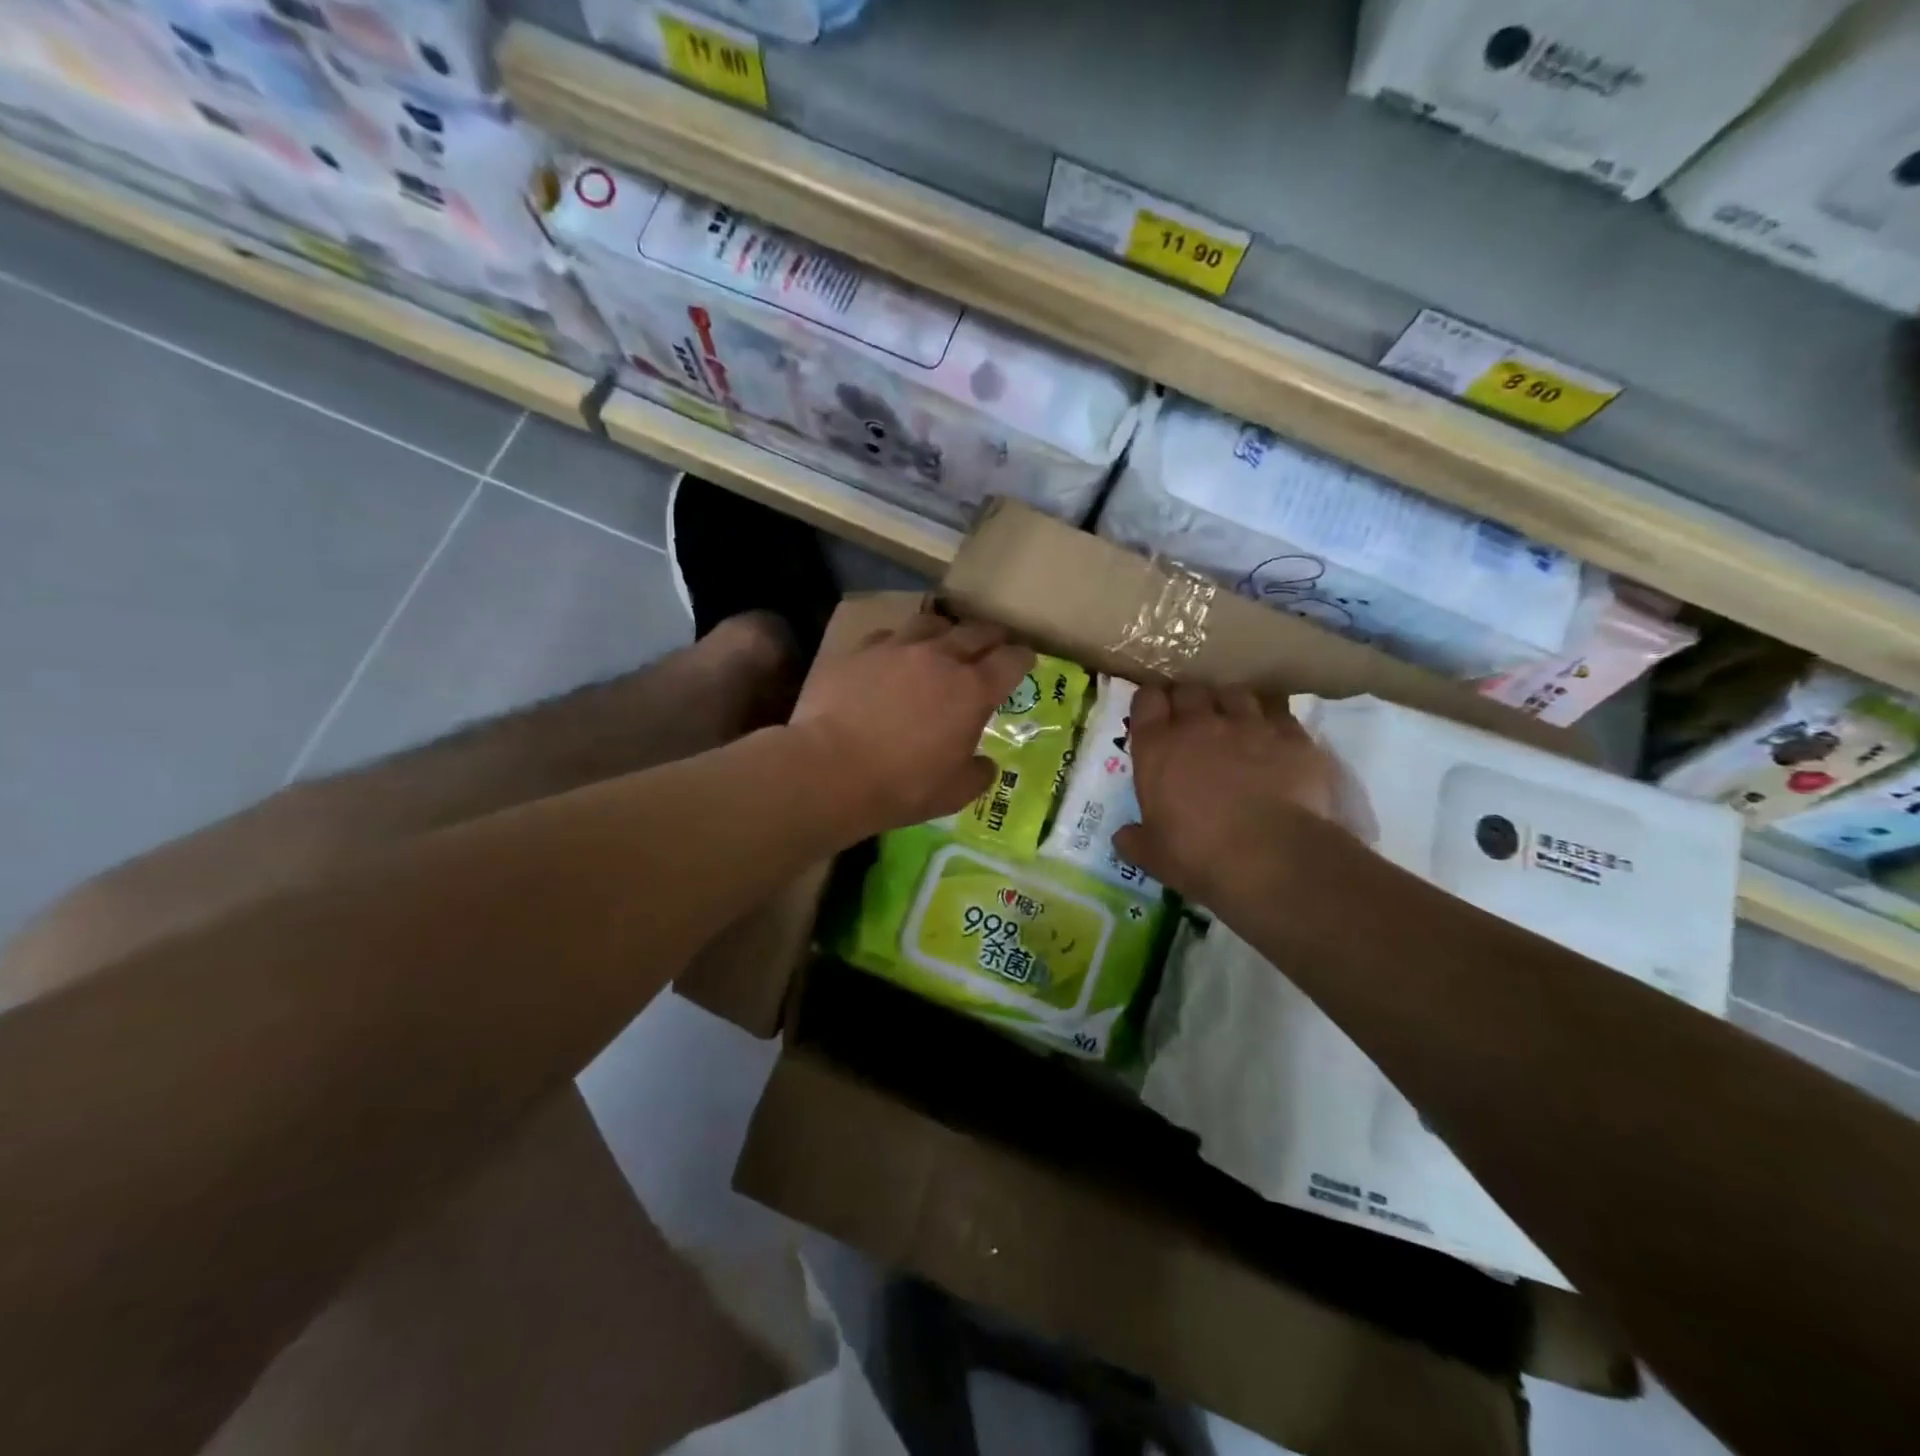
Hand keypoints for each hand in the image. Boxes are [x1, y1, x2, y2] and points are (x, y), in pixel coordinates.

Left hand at [790, 614, 1034, 837]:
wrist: (829, 770)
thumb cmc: (901, 786)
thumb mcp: (954, 794)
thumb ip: (978, 774)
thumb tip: (985, 763)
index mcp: (972, 690)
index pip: (1011, 660)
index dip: (1023, 659)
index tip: (1026, 661)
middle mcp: (939, 658)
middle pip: (975, 632)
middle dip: (990, 637)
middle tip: (993, 645)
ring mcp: (896, 649)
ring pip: (930, 623)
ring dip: (944, 631)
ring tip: (942, 641)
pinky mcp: (858, 651)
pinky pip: (887, 636)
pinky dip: (898, 644)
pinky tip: (892, 657)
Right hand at [1113, 683, 1343, 905]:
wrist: (1274, 858)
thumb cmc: (1200, 856)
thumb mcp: (1155, 856)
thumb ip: (1135, 840)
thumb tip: (1123, 837)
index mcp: (1158, 748)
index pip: (1146, 701)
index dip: (1150, 704)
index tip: (1154, 716)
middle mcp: (1200, 725)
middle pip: (1190, 690)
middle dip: (1189, 702)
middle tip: (1193, 722)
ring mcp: (1249, 725)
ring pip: (1235, 694)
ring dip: (1231, 705)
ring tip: (1236, 725)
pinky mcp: (1293, 736)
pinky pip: (1279, 714)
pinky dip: (1273, 722)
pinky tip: (1275, 740)